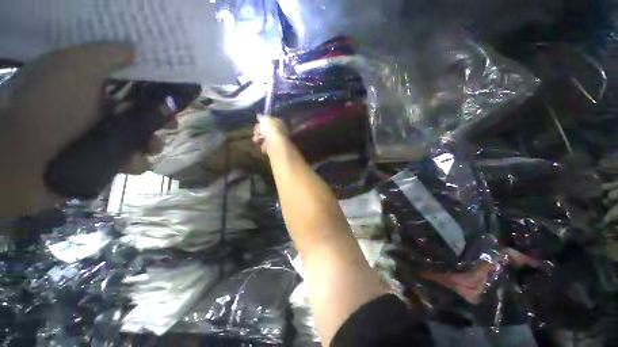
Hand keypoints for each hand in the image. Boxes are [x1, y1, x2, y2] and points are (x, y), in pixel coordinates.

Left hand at [0, 43, 174, 216]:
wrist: (18, 158)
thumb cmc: (46, 105)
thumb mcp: (73, 65)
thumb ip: (106, 53)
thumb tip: (135, 48)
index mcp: (91, 87)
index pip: (130, 85)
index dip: (154, 89)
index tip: (171, 94)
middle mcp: (96, 111)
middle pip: (139, 114)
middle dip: (159, 119)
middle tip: (171, 124)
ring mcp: (97, 139)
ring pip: (138, 140)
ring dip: (151, 143)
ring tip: (151, 146)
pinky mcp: (100, 163)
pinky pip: (128, 162)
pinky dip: (135, 162)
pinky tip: (133, 162)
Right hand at [252, 116, 289, 154]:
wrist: (275, 144)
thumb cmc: (271, 129)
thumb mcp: (265, 119)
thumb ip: (262, 118)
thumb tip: (259, 116)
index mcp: (279, 122)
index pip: (271, 120)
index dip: (263, 120)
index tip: (258, 121)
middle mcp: (279, 130)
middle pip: (266, 129)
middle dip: (259, 129)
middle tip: (256, 130)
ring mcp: (275, 139)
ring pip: (264, 137)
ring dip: (258, 137)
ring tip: (256, 137)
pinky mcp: (272, 147)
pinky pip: (263, 144)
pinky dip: (259, 143)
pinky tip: (257, 142)